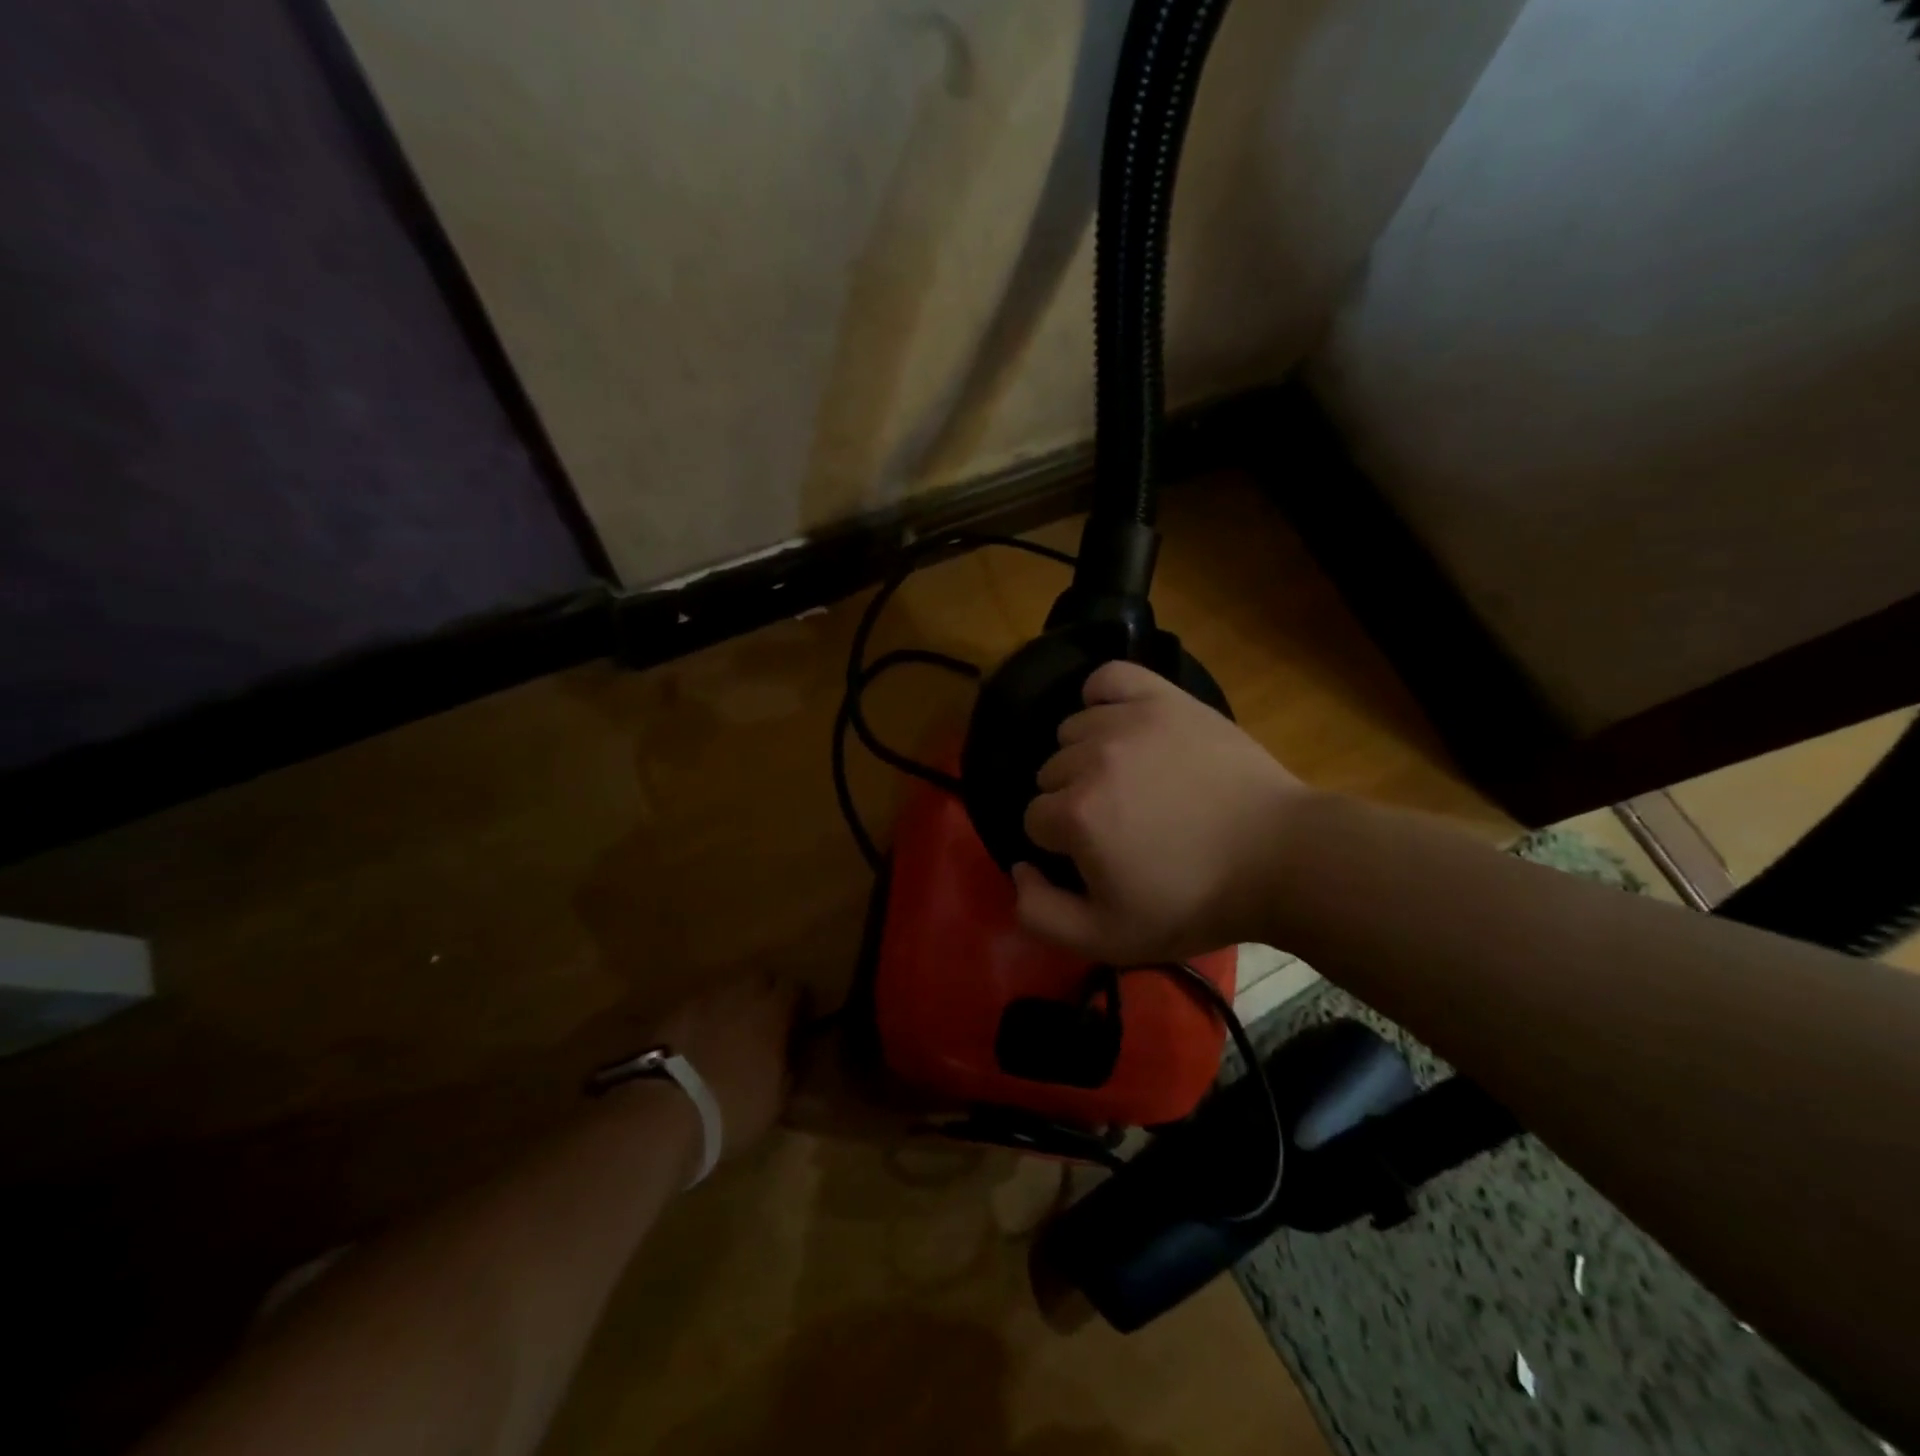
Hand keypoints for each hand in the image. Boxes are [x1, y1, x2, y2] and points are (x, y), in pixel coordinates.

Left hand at [650, 972, 803, 1160]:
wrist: (664, 1113)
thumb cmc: (732, 1109)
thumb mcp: (776, 1100)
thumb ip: (788, 1068)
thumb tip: (789, 1056)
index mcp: (772, 1011)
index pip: (794, 987)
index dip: (797, 1003)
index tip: (796, 1023)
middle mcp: (741, 993)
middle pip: (760, 977)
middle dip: (765, 994)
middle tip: (763, 1022)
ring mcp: (704, 998)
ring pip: (727, 986)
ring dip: (733, 1002)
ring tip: (728, 1031)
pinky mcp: (673, 1010)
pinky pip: (698, 1003)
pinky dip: (704, 1015)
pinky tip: (698, 1040)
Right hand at [1014, 660, 1309, 963]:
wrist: (1281, 858)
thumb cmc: (1195, 901)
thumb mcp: (1110, 939)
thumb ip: (1041, 915)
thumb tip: (1018, 868)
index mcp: (1076, 815)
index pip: (1034, 820)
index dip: (1061, 844)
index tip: (1098, 857)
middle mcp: (1091, 759)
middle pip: (1050, 775)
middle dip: (1073, 802)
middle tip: (1119, 824)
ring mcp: (1128, 721)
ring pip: (1072, 732)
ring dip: (1087, 757)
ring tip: (1130, 780)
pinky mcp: (1164, 698)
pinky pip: (1108, 678)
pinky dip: (1102, 697)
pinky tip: (1117, 721)